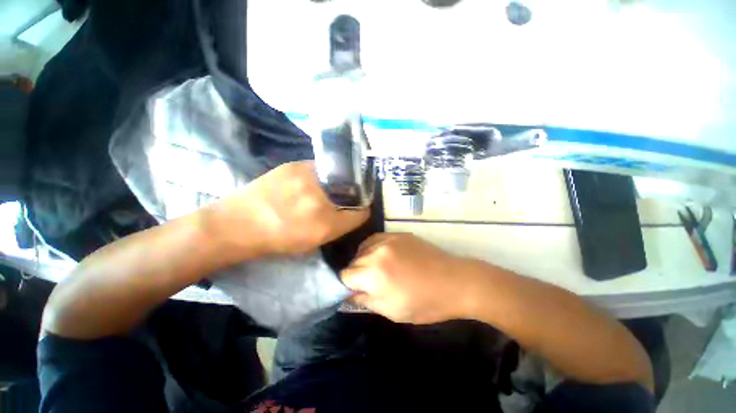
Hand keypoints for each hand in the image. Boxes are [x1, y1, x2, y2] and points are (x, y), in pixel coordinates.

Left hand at [210, 161, 369, 255]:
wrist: (239, 223)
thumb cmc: (278, 239)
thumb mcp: (314, 241)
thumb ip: (339, 226)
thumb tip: (355, 212)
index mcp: (326, 224)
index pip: (361, 212)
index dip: (362, 210)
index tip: (359, 209)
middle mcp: (321, 197)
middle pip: (353, 191)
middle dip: (352, 195)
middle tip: (342, 199)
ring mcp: (307, 176)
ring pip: (337, 177)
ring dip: (337, 183)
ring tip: (325, 190)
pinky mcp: (294, 164)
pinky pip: (319, 168)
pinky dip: (320, 175)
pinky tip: (308, 182)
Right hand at [340, 233, 476, 323]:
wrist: (455, 281)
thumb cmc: (425, 303)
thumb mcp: (392, 311)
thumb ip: (364, 301)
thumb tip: (348, 295)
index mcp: (373, 273)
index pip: (344, 275)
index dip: (347, 286)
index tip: (355, 291)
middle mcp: (376, 251)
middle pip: (353, 261)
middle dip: (357, 274)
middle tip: (370, 284)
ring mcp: (387, 239)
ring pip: (362, 249)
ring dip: (364, 260)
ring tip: (377, 270)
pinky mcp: (397, 234)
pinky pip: (375, 240)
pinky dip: (373, 249)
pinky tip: (383, 257)